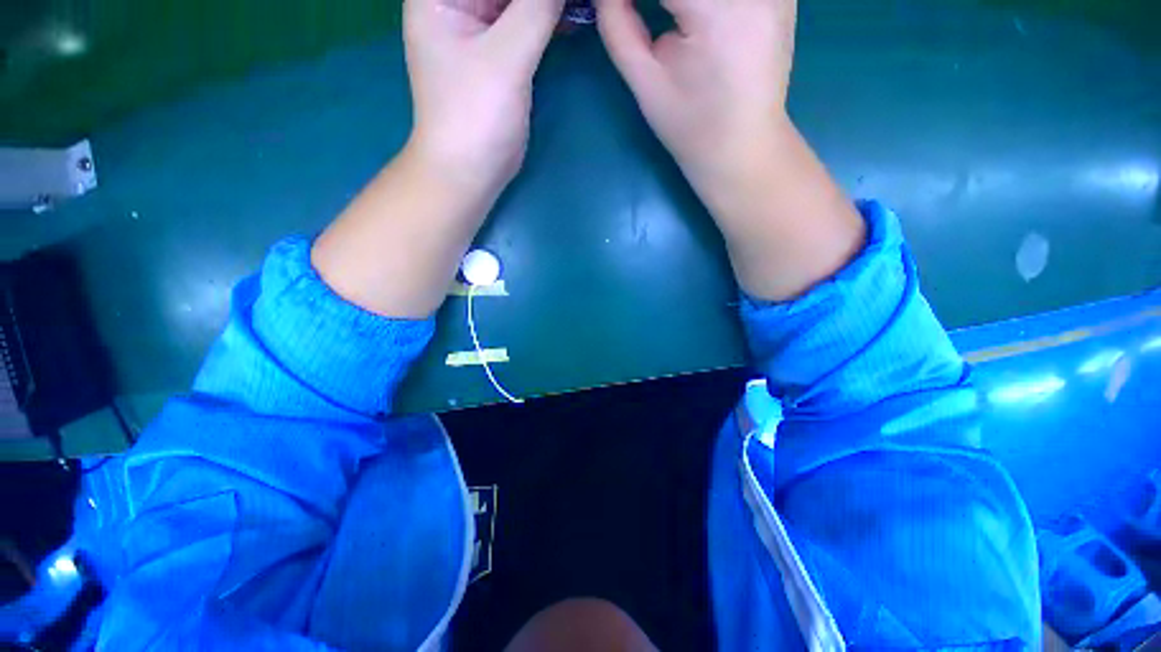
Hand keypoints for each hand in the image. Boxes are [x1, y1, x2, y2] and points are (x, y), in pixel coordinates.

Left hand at [405, 0, 564, 199]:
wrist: (470, 171)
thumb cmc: (475, 116)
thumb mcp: (506, 56)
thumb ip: (537, 6)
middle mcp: (458, 2)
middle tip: (579, 0)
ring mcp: (479, 29)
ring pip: (519, 0)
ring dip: (550, 2)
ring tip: (582, 5)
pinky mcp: (499, 54)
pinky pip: (527, 21)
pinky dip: (550, 16)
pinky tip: (575, 15)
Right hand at [596, 0, 796, 189]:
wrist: (742, 148)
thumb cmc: (691, 128)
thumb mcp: (647, 85)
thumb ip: (618, 27)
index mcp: (717, 12)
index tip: (615, 6)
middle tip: (652, 15)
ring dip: (679, 2)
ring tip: (670, 17)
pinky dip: (704, 1)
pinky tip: (690, 17)